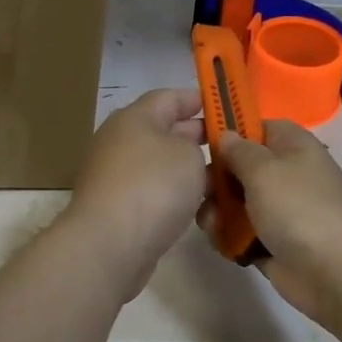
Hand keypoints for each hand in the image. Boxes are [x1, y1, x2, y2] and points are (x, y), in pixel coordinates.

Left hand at [61, 88, 207, 300]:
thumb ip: (196, 145)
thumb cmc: (153, 186)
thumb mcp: (188, 154)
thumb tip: (187, 152)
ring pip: (160, 165)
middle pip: (164, 131)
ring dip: (188, 170)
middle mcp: (120, 142)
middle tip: (232, 147)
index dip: (198, 99)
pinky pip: (153, 193)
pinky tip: (200, 208)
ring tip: (223, 179)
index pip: (169, 97)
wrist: (109, 245)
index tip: (226, 108)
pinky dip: (175, 196)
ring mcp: (116, 176)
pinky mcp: (117, 208)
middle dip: (197, 137)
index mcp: (134, 118)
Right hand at [204, 120, 341, 333]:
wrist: (337, 273)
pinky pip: (241, 233)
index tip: (201, 142)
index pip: (256, 127)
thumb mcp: (263, 169)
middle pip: (240, 167)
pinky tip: (223, 245)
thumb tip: (226, 136)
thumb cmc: (299, 208)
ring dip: (218, 213)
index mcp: (292, 145)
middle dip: (216, 180)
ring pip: (236, 203)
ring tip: (213, 225)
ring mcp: (280, 211)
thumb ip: (237, 150)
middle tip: (203, 192)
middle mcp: (286, 174)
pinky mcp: (273, 243)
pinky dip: (229, 238)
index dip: (229, 132)